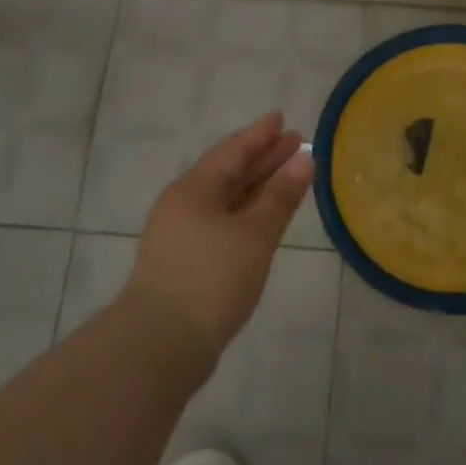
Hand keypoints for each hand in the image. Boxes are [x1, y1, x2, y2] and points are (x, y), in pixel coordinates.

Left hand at [124, 112, 314, 364]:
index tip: (282, 119)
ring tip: (288, 175)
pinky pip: (223, 222)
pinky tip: (265, 218)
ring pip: (226, 199)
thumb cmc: (211, 278)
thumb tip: (304, 160)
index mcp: (193, 189)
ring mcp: (182, 235)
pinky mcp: (186, 262)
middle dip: (263, 158)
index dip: (260, 135)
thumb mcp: (254, 234)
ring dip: (258, 186)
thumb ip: (280, 196)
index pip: (232, 151)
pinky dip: (248, 212)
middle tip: (296, 143)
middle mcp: (184, 205)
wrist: (160, 345)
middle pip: (229, 172)